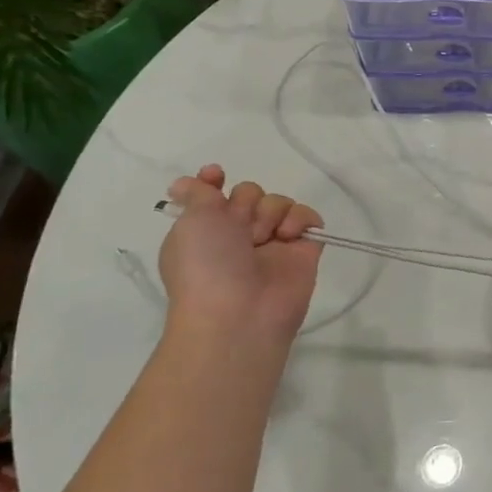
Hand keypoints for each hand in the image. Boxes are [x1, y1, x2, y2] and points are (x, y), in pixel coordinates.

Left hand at [158, 165, 323, 347]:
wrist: (239, 314)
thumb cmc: (206, 266)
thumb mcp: (190, 222)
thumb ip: (196, 194)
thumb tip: (183, 183)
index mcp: (206, 230)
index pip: (214, 193)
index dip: (214, 181)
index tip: (216, 176)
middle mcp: (239, 235)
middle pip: (251, 193)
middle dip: (247, 201)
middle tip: (241, 227)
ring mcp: (273, 243)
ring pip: (279, 202)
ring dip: (271, 212)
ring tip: (266, 238)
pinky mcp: (304, 251)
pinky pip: (309, 218)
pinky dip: (301, 219)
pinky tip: (289, 236)